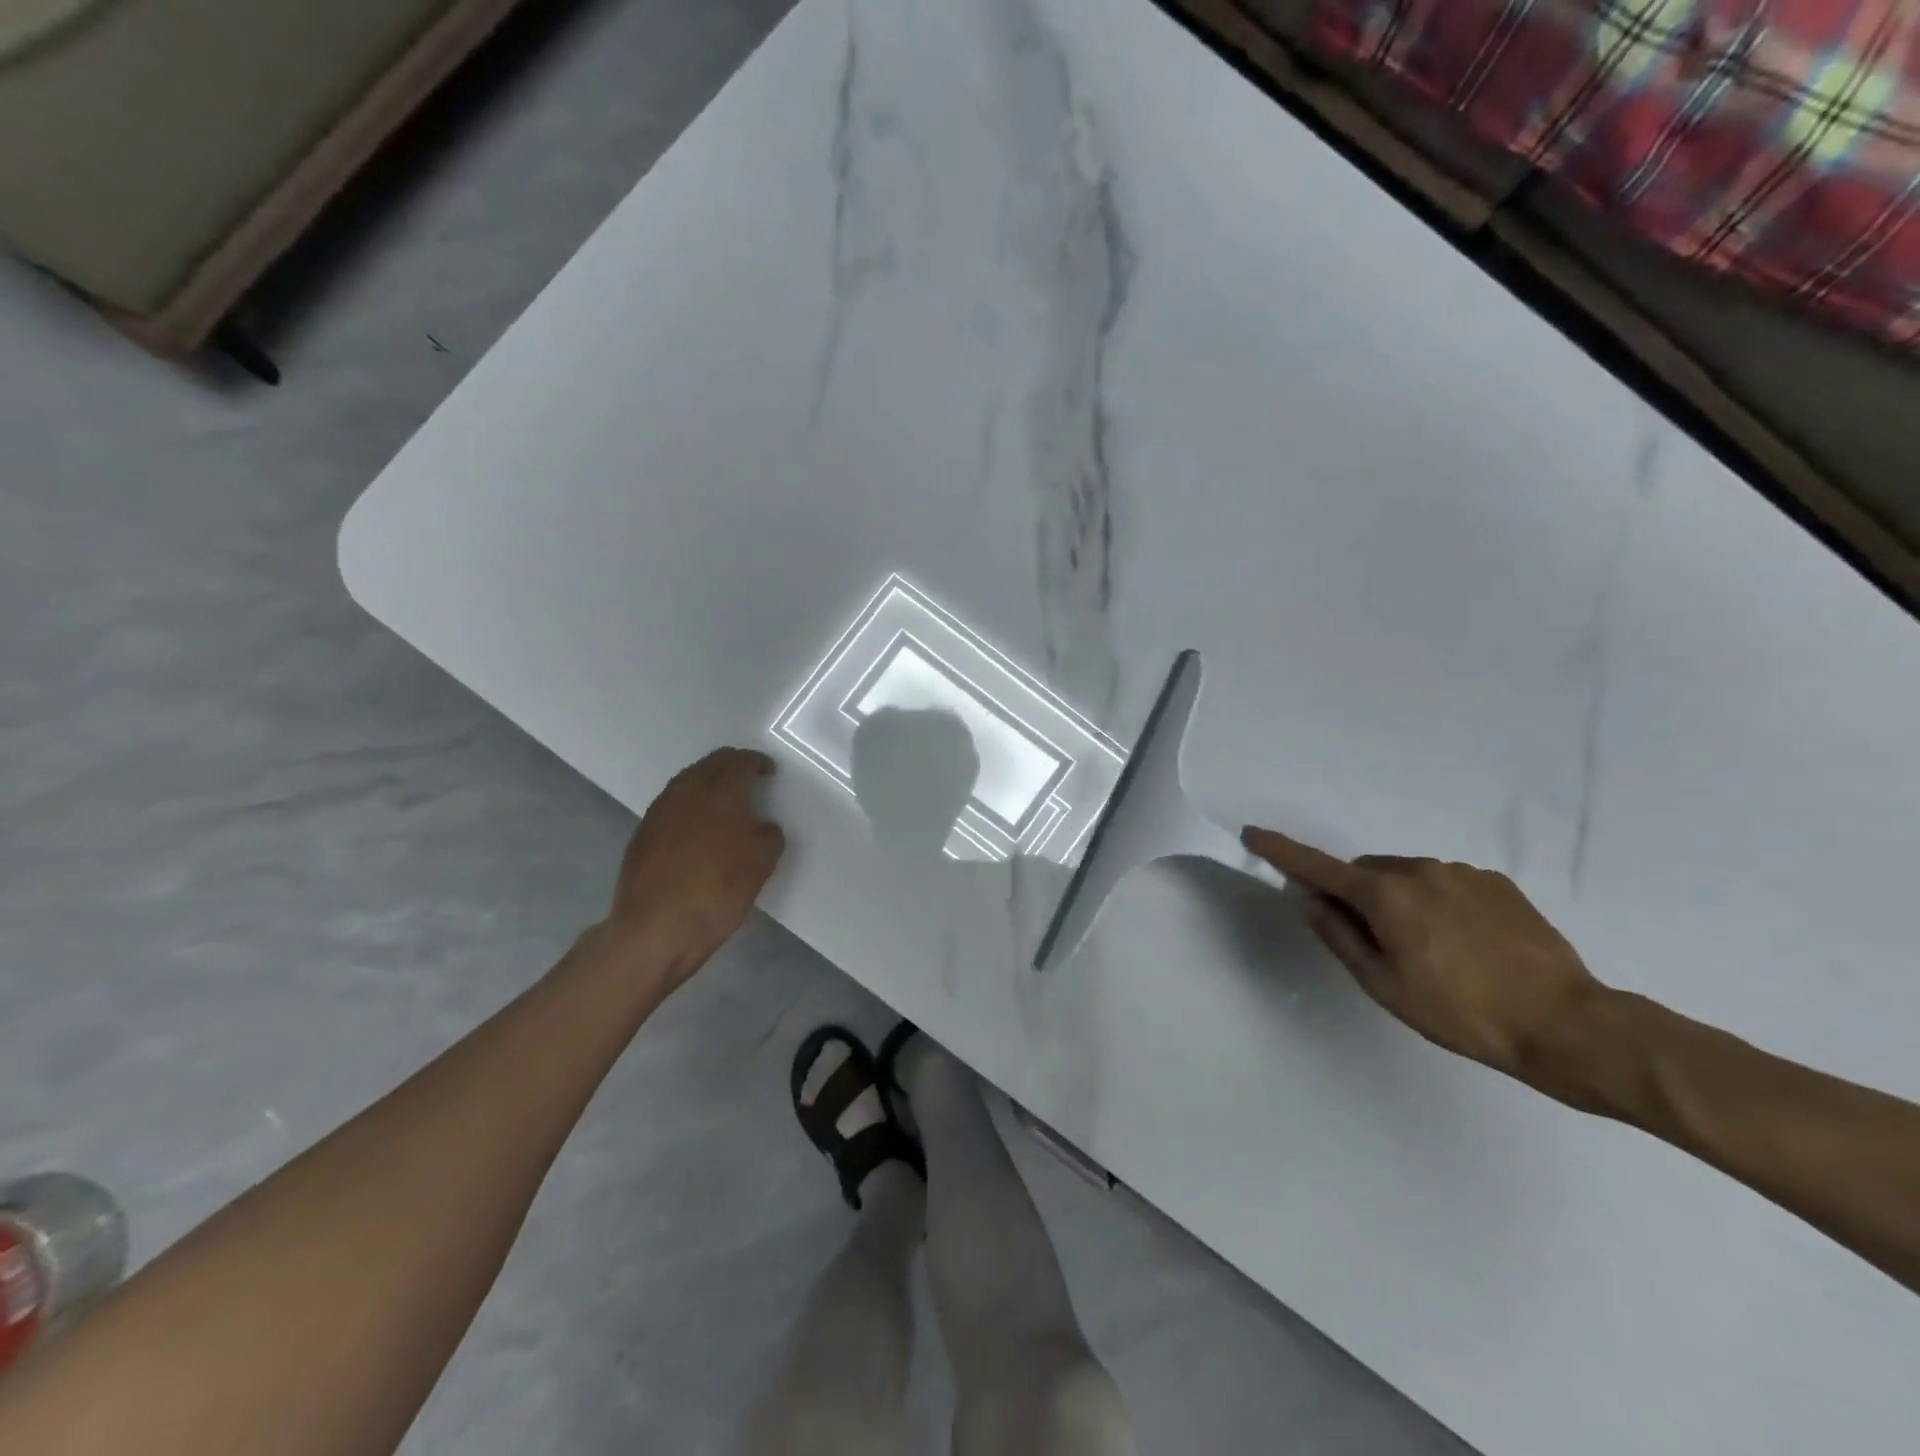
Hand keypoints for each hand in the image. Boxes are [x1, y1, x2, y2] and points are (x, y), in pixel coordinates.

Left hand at [598, 748, 785, 985]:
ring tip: (723, 800)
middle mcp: (688, 791)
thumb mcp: (760, 865)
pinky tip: (697, 825)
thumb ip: (768, 836)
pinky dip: (690, 803)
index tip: (769, 771)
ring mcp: (660, 810)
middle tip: (748, 777)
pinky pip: (672, 803)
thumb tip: (763, 827)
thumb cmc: (717, 892)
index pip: (741, 762)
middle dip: (732, 765)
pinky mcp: (643, 831)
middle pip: (711, 763)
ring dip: (708, 782)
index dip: (758, 762)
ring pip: (688, 780)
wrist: (655, 928)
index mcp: (721, 792)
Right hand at [1243, 827, 1606, 1088]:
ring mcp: (1461, 872)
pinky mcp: (1497, 882)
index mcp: (1384, 894)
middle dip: (1356, 896)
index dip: (1280, 851)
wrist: (1567, 1023)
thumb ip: (1338, 935)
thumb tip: (1309, 900)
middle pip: (1364, 872)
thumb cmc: (1460, 1011)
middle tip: (1377, 945)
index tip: (1252, 834)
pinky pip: (1446, 883)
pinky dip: (1438, 903)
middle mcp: (1418, 869)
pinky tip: (1467, 945)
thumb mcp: (1383, 984)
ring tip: (1433, 953)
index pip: (1316, 866)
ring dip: (1400, 901)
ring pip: (1406, 877)